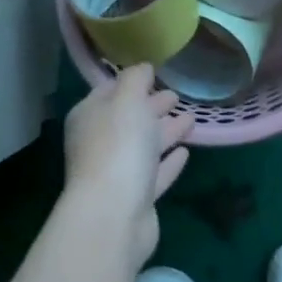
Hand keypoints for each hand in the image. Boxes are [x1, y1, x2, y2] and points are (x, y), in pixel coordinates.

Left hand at [63, 64, 192, 263]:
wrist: (114, 214)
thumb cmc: (118, 147)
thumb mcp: (127, 100)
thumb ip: (135, 79)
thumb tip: (143, 67)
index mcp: (90, 117)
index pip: (110, 92)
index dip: (132, 82)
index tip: (155, 74)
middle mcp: (99, 143)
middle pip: (129, 119)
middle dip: (151, 107)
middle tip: (176, 96)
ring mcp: (117, 173)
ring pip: (144, 146)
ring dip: (166, 132)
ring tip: (191, 119)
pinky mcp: (137, 199)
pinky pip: (155, 173)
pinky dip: (169, 162)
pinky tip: (185, 152)